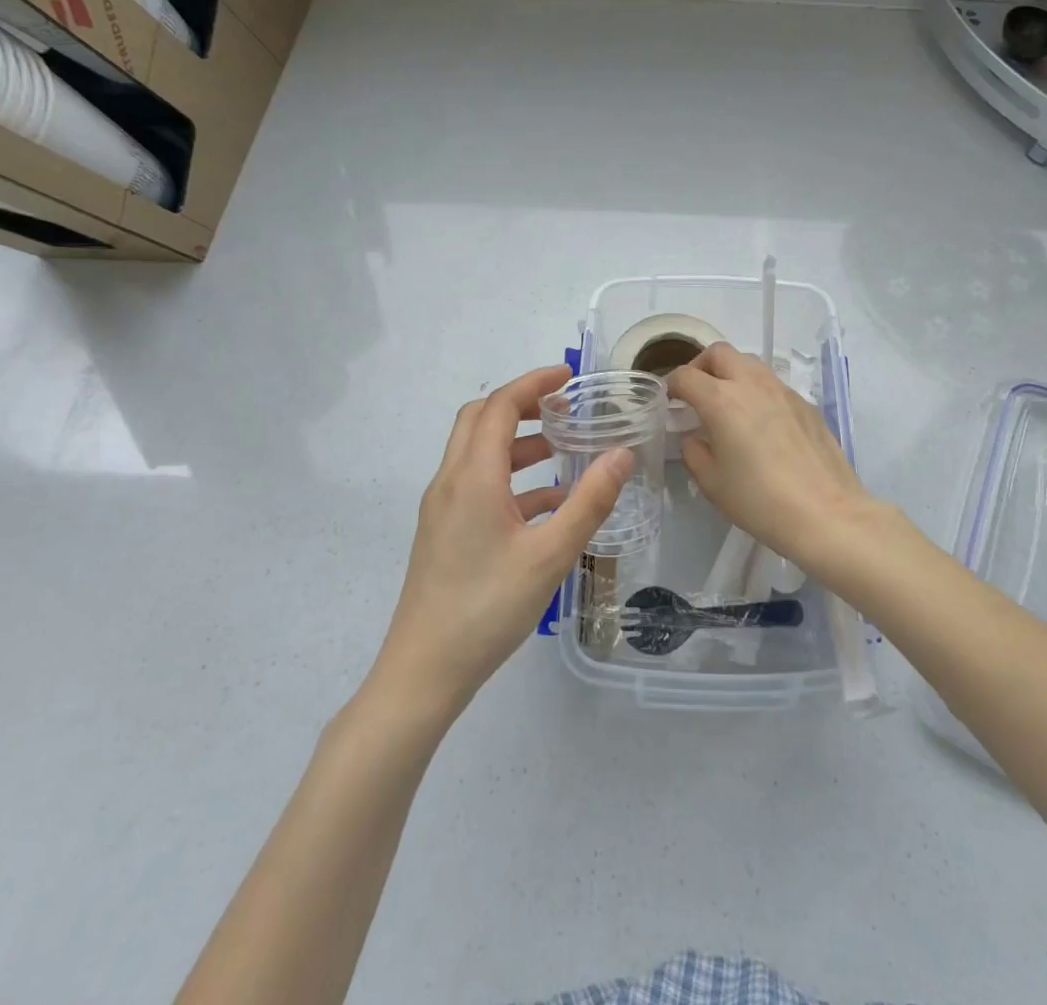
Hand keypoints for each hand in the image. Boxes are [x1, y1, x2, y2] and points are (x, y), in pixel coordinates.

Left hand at [379, 365, 632, 710]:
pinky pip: (478, 485)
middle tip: (564, 407)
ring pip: (478, 453)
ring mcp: (443, 508)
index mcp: (473, 476)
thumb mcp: (551, 554)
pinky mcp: (444, 532)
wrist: (424, 672)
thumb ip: (590, 501)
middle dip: (522, 405)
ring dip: (518, 442)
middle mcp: (451, 481)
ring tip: (563, 449)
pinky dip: (512, 479)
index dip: (534, 382)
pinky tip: (548, 504)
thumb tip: (622, 454)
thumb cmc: (488, 607)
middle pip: (481, 420)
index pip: (500, 406)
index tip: (569, 375)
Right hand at [667, 342, 884, 575]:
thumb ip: (694, 451)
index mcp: (721, 400)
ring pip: (750, 362)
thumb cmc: (760, 501)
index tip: (670, 402)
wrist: (826, 513)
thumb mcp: (712, 483)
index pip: (686, 375)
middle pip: (719, 352)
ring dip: (732, 373)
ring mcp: (783, 390)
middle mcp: (751, 384)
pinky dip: (758, 391)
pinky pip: (774, 384)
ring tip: (729, 404)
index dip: (672, 385)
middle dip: (701, 366)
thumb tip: (696, 436)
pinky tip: (762, 424)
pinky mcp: (806, 403)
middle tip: (698, 393)